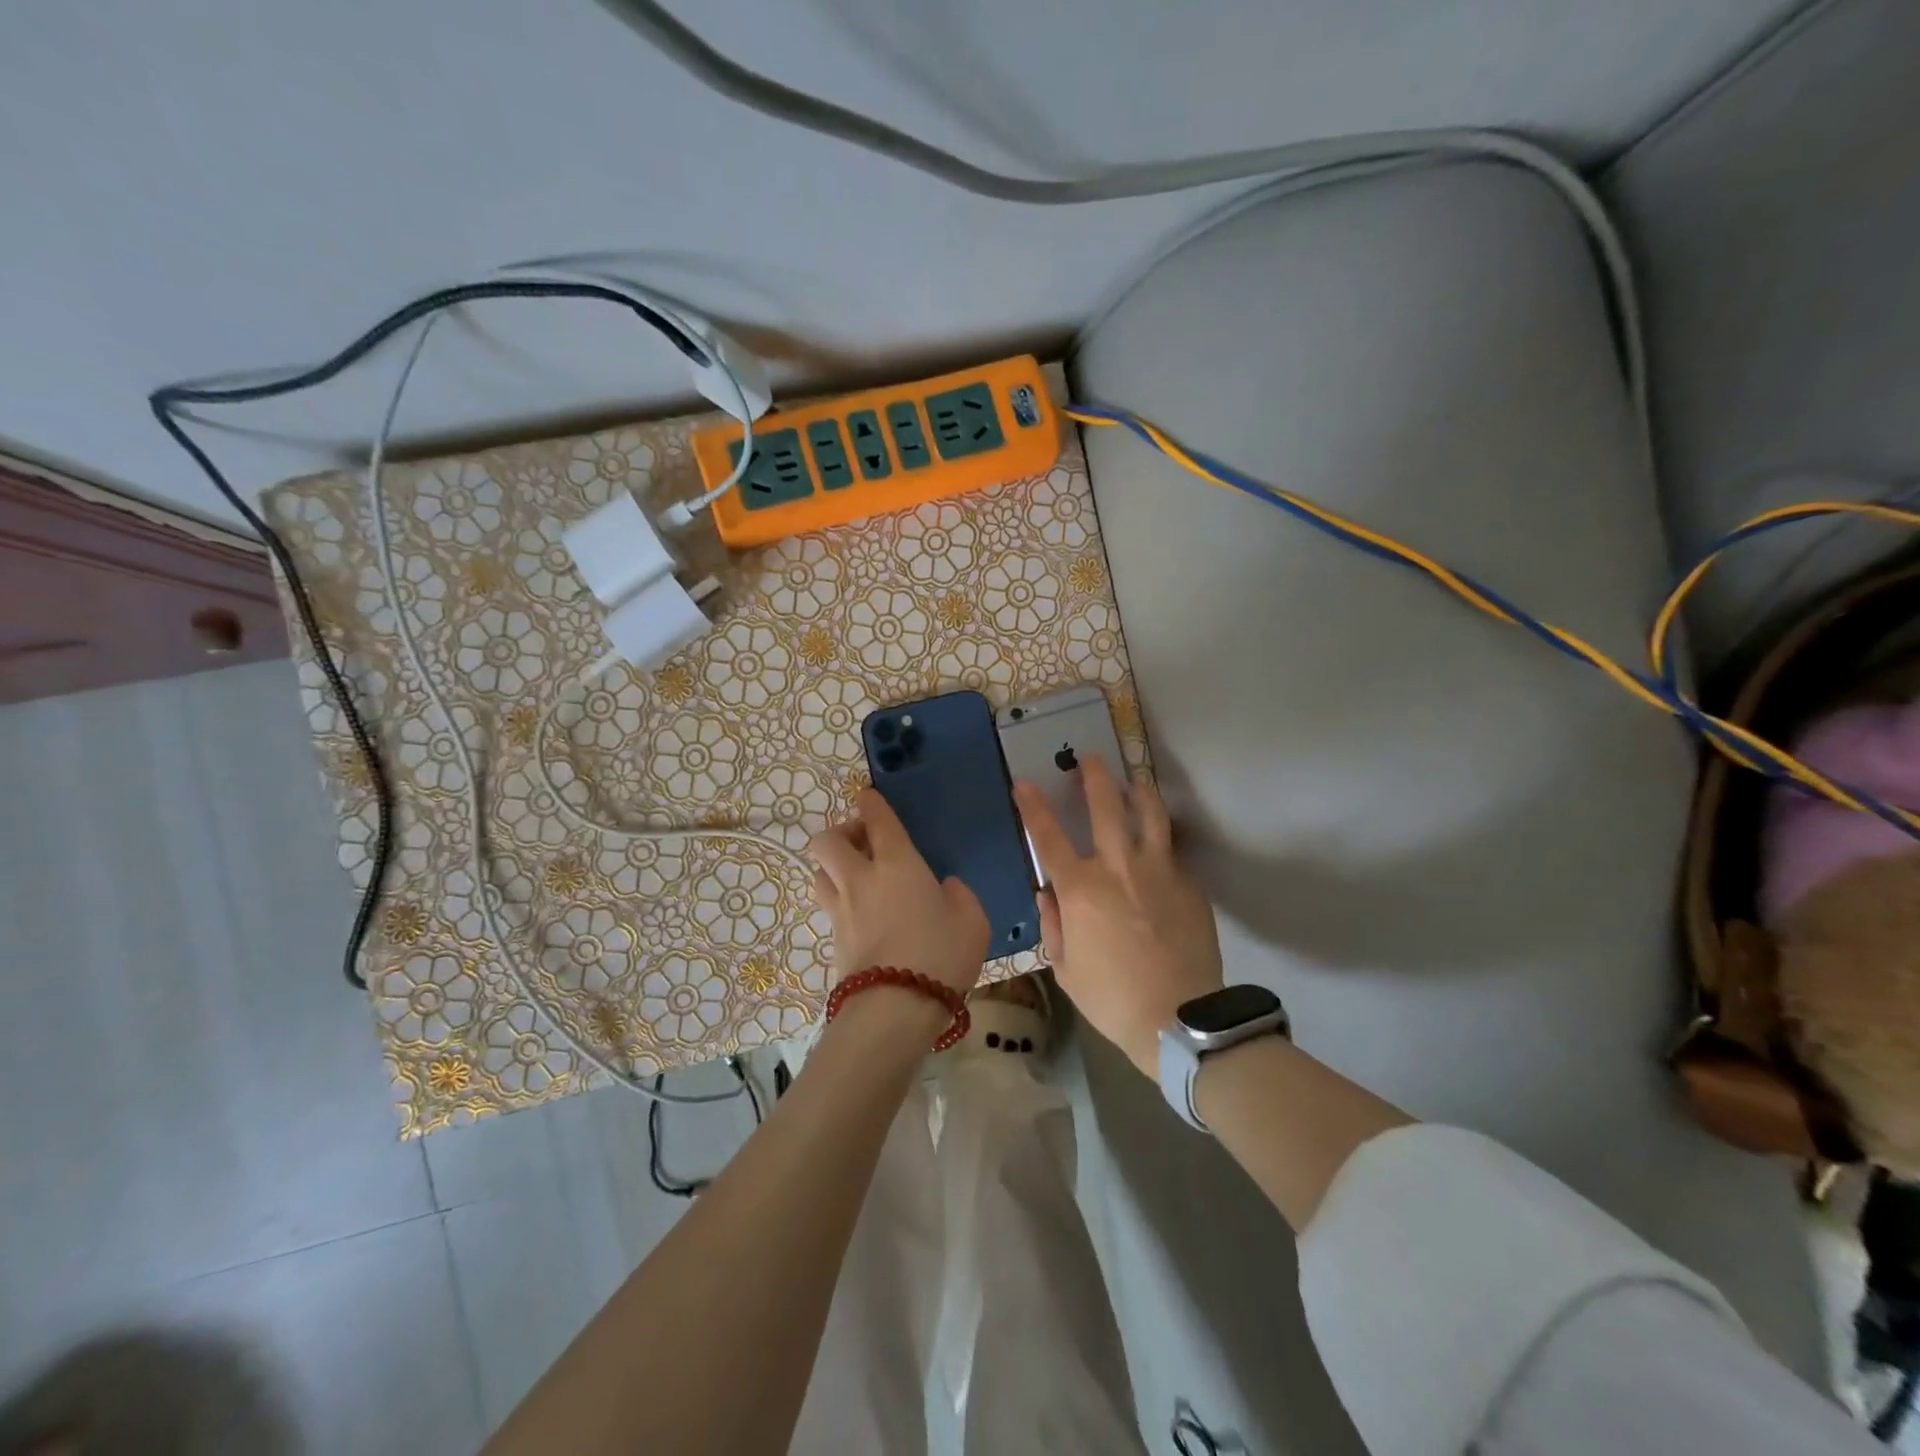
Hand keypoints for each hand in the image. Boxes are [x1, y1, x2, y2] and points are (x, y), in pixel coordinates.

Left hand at [808, 789, 989, 998]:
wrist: (895, 1009)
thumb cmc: (940, 955)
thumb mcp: (971, 919)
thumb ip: (958, 895)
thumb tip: (943, 888)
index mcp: (897, 863)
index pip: (876, 818)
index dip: (870, 801)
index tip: (868, 795)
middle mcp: (861, 878)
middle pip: (826, 840)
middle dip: (841, 832)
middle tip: (864, 843)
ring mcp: (841, 910)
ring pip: (819, 872)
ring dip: (833, 866)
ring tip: (858, 876)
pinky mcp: (833, 940)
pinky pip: (829, 905)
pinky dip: (840, 899)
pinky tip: (862, 913)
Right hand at [1014, 758, 1222, 1075]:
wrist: (1178, 1019)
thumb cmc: (1111, 998)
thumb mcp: (1065, 969)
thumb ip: (1054, 924)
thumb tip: (1049, 894)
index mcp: (1082, 889)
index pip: (1048, 837)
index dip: (1033, 807)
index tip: (1024, 783)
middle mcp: (1119, 867)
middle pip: (1106, 806)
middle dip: (1094, 776)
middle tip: (1089, 758)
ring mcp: (1160, 871)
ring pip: (1150, 814)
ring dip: (1138, 790)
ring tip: (1133, 781)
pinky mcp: (1189, 884)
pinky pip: (1172, 852)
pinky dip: (1161, 841)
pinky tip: (1158, 846)